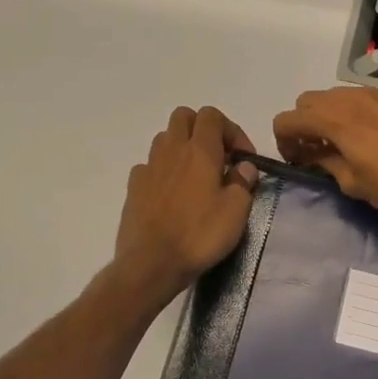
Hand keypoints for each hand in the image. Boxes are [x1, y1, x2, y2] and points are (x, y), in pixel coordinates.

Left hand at [112, 106, 259, 305]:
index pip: (212, 115)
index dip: (232, 130)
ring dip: (182, 147)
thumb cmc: (199, 235)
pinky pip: (149, 165)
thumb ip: (243, 183)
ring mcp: (149, 167)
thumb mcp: (236, 212)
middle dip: (203, 129)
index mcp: (200, 150)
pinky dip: (163, 170)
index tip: (243, 159)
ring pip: (165, 138)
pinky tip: (172, 193)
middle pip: (184, 116)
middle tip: (218, 157)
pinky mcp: (134, 186)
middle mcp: (172, 150)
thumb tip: (243, 167)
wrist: (151, 263)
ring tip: (195, 175)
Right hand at [272, 87, 377, 225]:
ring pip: (337, 96)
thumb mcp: (353, 183)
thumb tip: (317, 156)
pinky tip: (374, 136)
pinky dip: (357, 113)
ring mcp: (376, 93)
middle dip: (304, 124)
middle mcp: (350, 97)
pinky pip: (364, 98)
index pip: (288, 119)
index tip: (295, 159)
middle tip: (316, 150)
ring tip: (345, 142)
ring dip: (330, 116)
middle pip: (308, 101)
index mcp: (333, 118)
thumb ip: (327, 164)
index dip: (283, 140)